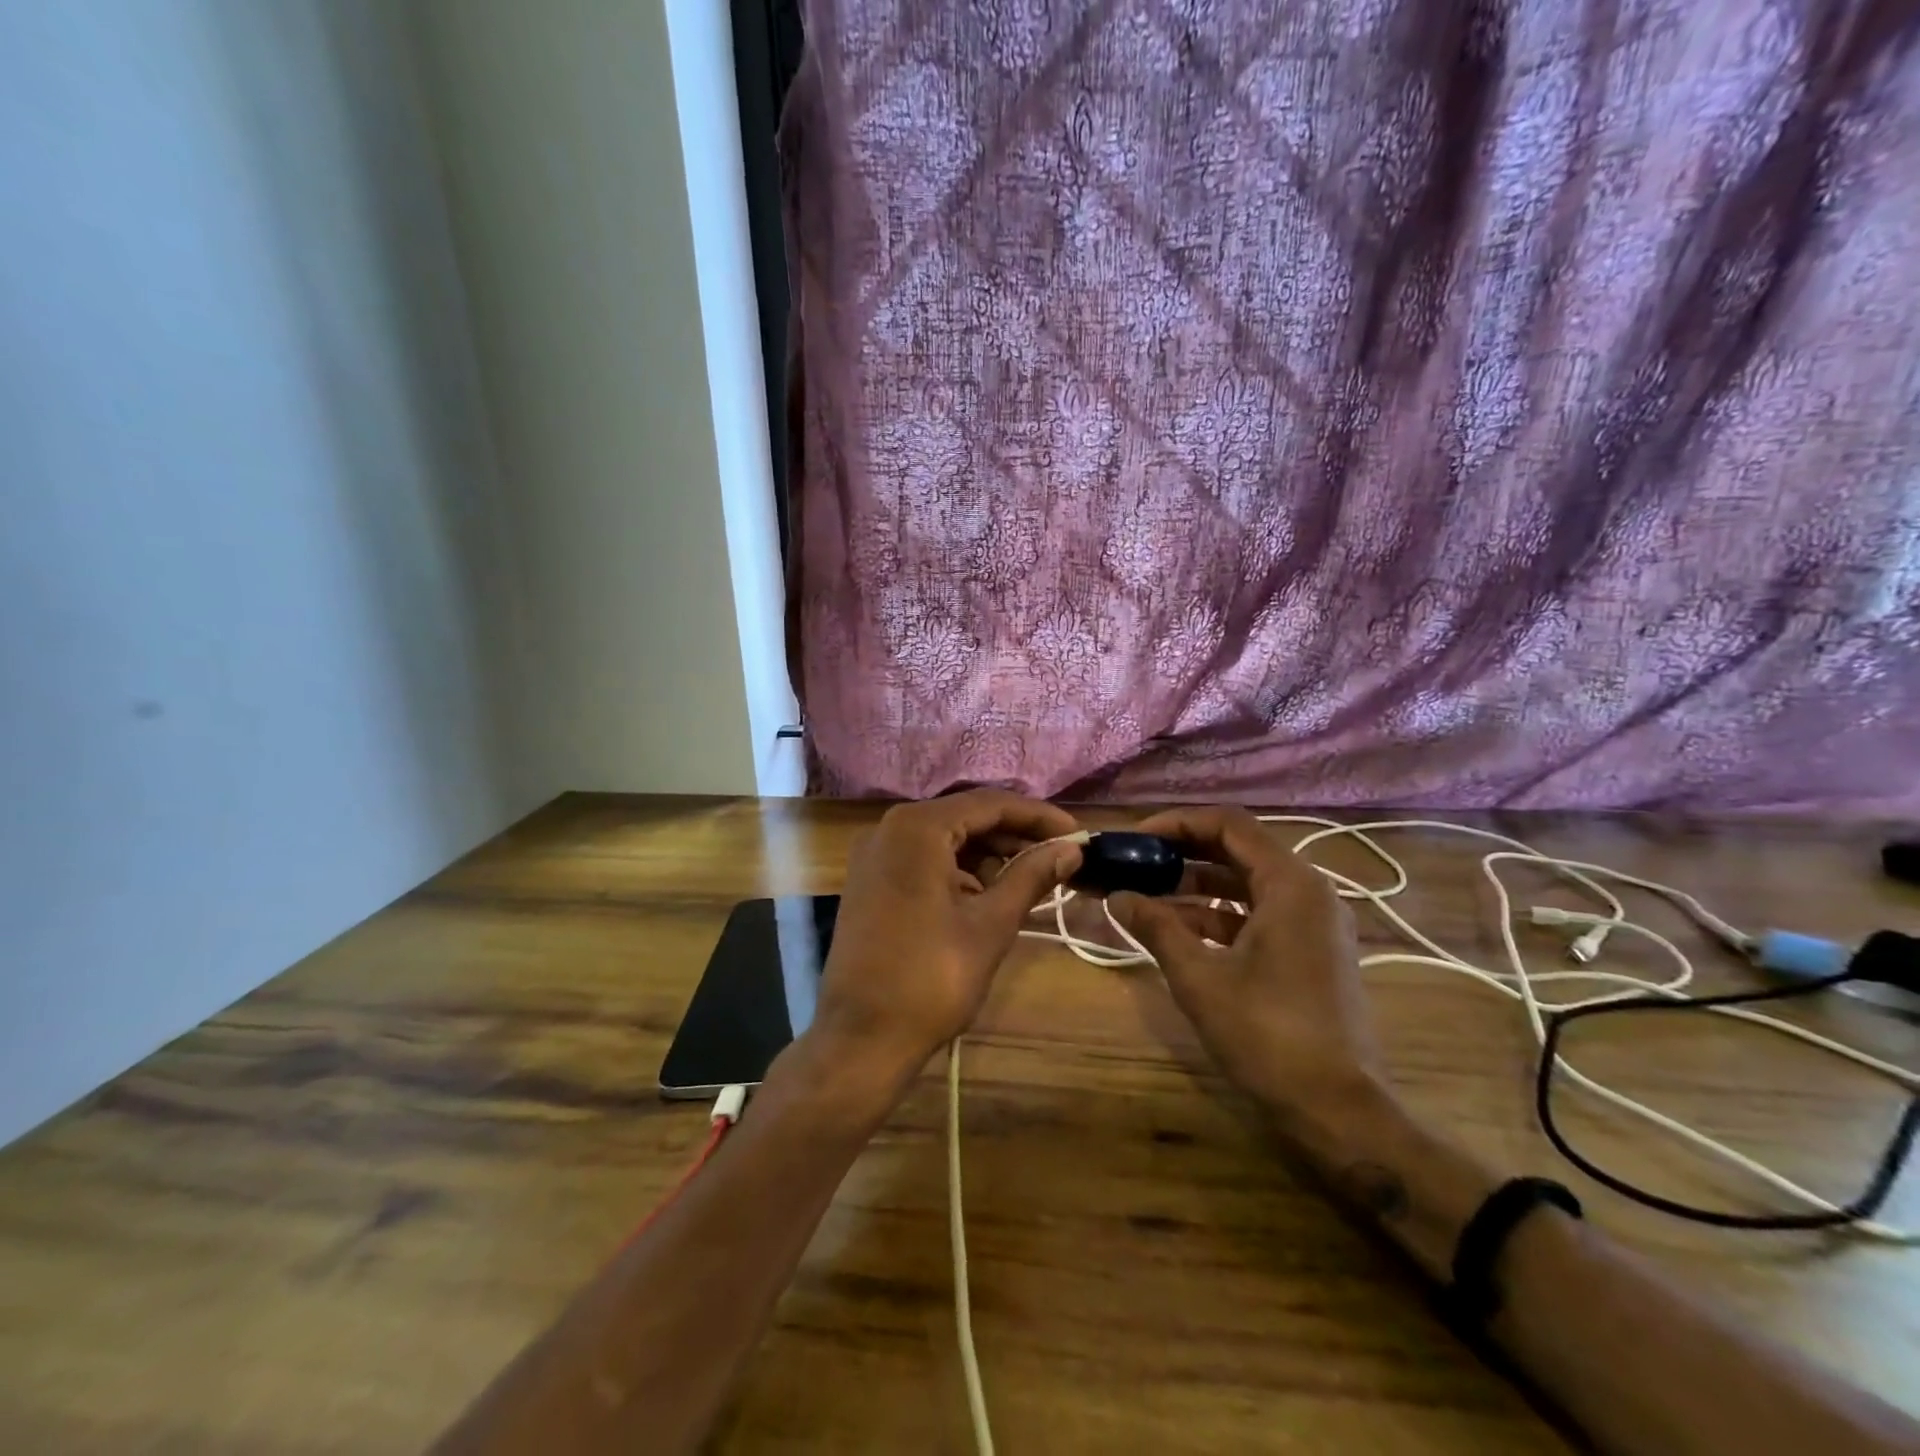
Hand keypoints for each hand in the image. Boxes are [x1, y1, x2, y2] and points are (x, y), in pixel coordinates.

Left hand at [812, 790, 1082, 1076]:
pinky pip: (924, 859)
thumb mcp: (990, 925)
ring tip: (1033, 876)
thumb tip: (1070, 850)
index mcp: (917, 828)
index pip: (989, 804)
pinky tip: (989, 891)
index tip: (1077, 835)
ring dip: (989, 853)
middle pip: (966, 816)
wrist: (861, 1038)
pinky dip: (960, 869)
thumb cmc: (931, 979)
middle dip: (1015, 835)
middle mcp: (890, 829)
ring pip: (946, 838)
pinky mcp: (871, 881)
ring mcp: (875, 855)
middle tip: (1060, 856)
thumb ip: (1031, 877)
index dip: (1038, 816)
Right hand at [1109, 806, 1388, 1134]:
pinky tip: (1178, 931)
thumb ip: (1156, 927)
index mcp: (1291, 885)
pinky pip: (1258, 914)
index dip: (1177, 824)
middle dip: (1183, 853)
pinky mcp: (1311, 951)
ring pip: (1247, 884)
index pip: (1229, 825)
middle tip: (1136, 862)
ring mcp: (1314, 924)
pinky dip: (1218, 915)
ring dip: (1197, 886)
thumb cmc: (1267, 1034)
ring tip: (1147, 896)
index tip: (1136, 838)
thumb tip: (1116, 896)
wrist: (1337, 1109)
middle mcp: (1309, 892)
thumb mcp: (1199, 977)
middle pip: (1238, 850)